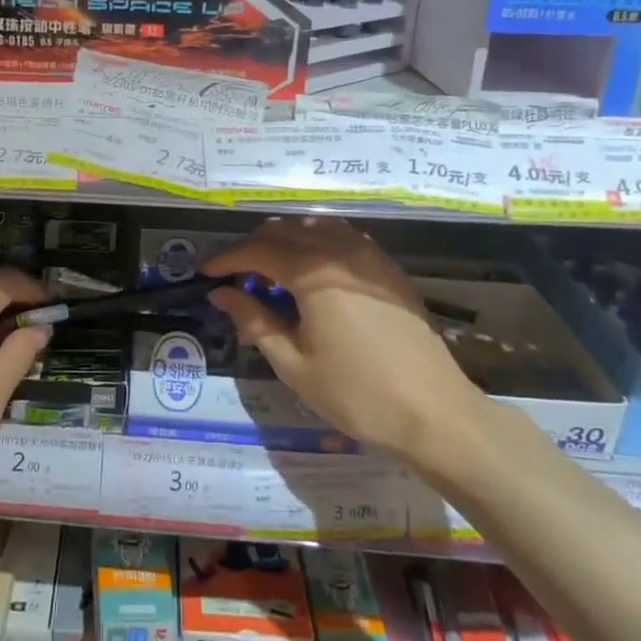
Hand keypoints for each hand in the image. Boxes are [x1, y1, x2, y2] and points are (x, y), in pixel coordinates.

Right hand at [205, 219, 483, 462]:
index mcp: (314, 273)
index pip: (258, 250)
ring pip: (316, 226)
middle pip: (286, 230)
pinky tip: (310, 272)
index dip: (227, 258)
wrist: (435, 414)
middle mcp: (341, 251)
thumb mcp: (293, 364)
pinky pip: (343, 237)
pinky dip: (316, 243)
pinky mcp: (388, 268)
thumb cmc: (357, 394)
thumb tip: (221, 293)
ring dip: (286, 240)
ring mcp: (370, 256)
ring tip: (269, 271)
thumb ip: (255, 320)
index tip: (205, 272)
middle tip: (234, 276)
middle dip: (253, 247)